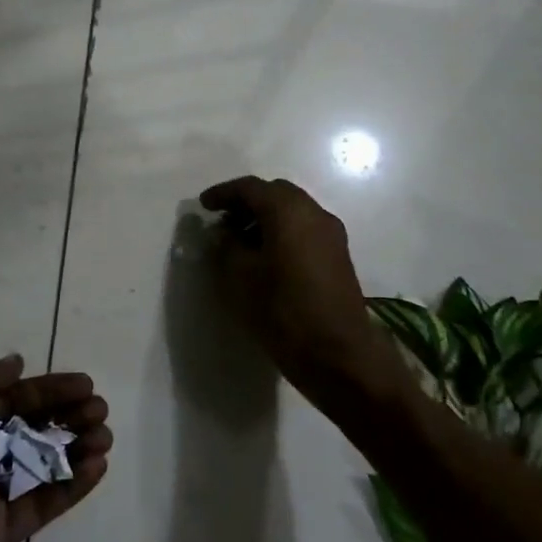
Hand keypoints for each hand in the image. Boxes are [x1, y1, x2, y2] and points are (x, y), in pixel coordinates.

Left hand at [0, 355, 110, 541]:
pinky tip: (96, 468)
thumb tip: (17, 363)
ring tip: (104, 438)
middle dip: (69, 417)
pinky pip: (44, 504)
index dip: (51, 390)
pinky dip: (71, 486)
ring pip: (44, 465)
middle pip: (34, 429)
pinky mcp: (2, 533)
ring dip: (76, 448)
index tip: (86, 385)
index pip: (16, 399)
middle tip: (100, 412)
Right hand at [200, 176, 396, 409]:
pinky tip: (265, 257)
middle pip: (276, 194)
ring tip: (240, 242)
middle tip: (222, 221)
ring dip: (265, 219)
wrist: (338, 353)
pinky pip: (304, 230)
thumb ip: (226, 246)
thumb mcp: (239, 276)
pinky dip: (282, 232)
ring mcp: (331, 234)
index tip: (204, 206)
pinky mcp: (338, 256)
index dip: (224, 193)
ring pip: (293, 212)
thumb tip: (225, 233)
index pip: (251, 188)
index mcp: (288, 210)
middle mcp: (314, 213)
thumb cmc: (282, 310)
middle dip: (247, 203)